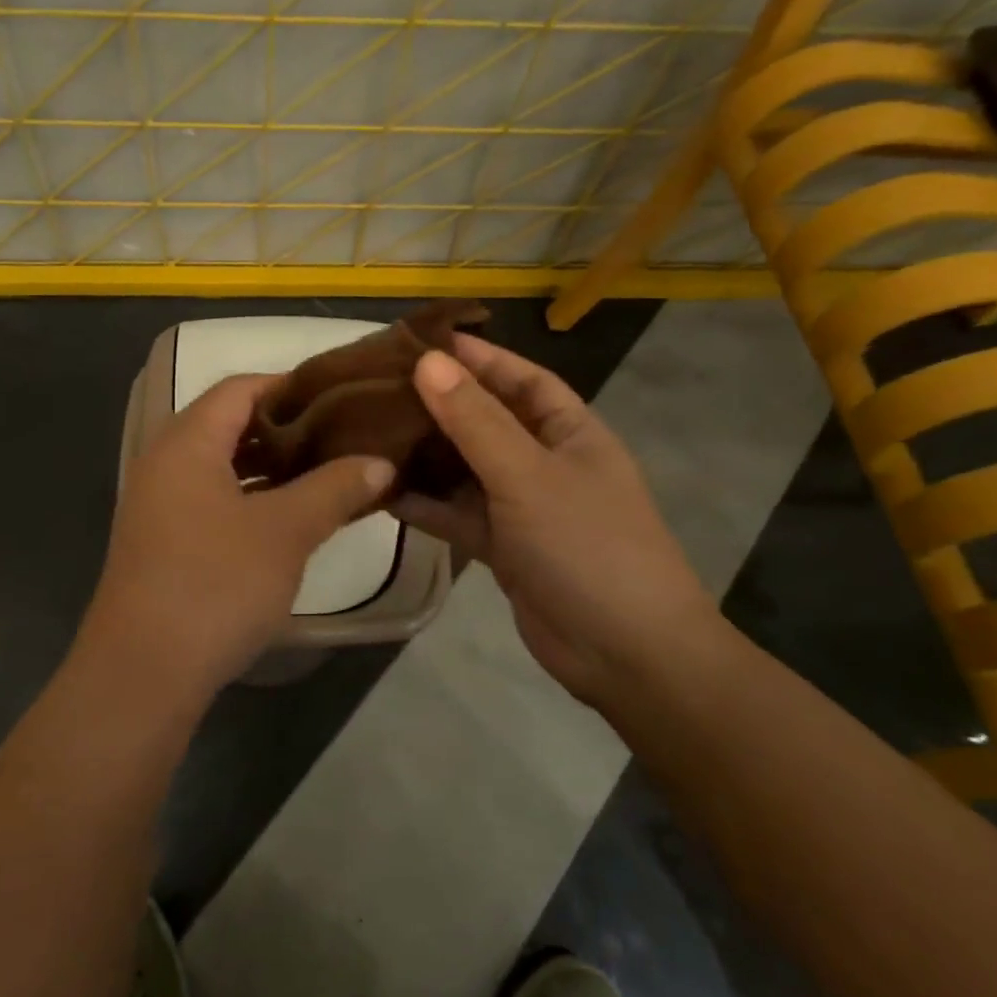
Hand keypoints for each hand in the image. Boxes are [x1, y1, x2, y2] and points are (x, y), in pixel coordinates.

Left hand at [78, 374, 393, 709]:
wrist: (142, 673)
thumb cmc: (215, 584)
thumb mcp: (285, 532)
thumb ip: (335, 488)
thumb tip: (380, 462)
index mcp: (187, 441)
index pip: (240, 388)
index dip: (291, 385)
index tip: (340, 396)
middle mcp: (165, 461)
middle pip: (229, 423)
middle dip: (287, 427)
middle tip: (341, 434)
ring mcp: (160, 503)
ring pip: (223, 464)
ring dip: (272, 465)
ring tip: (327, 470)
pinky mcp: (163, 540)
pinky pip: (213, 498)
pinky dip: (252, 497)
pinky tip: (290, 516)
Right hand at [391, 338, 718, 702]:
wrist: (626, 655)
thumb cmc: (587, 546)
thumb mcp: (528, 475)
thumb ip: (475, 420)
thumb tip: (427, 362)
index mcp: (571, 432)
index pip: (522, 379)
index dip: (479, 357)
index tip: (424, 341)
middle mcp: (546, 462)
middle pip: (486, 420)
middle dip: (440, 403)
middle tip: (379, 385)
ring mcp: (523, 507)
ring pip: (466, 468)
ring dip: (425, 454)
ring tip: (369, 431)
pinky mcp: (502, 547)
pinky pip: (457, 514)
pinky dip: (425, 504)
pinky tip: (382, 492)